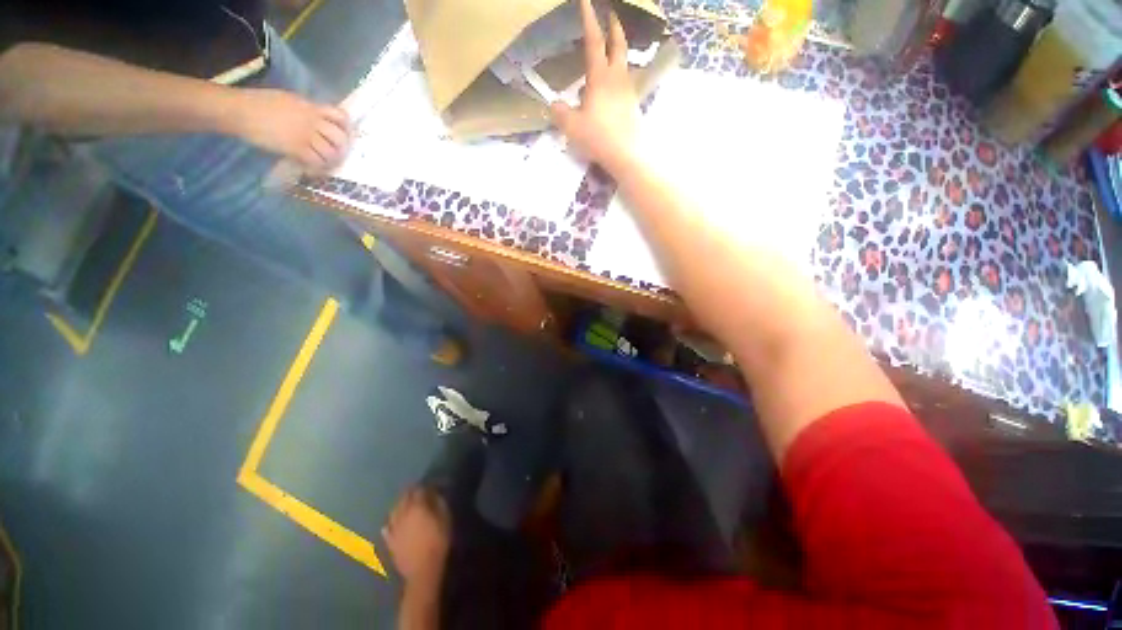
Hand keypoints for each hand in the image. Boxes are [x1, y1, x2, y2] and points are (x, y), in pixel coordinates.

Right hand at [232, 89, 350, 173]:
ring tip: (324, 163)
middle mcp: (312, 121)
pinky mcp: (295, 148)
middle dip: (342, 148)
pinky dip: (317, 168)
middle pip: (340, 137)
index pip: (340, 116)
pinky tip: (311, 168)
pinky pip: (316, 161)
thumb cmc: (260, 103)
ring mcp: (305, 135)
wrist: (240, 110)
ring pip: (331, 152)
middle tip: (336, 155)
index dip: (346, 128)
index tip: (345, 136)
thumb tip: (318, 120)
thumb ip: (307, 111)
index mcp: (311, 108)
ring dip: (330, 160)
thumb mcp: (290, 101)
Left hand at [382, 487, 450, 584]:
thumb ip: (439, 502)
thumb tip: (435, 493)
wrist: (423, 570)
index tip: (429, 485)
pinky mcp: (390, 542)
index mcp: (417, 506)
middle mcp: (402, 514)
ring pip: (393, 511)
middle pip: (403, 498)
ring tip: (404, 504)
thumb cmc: (438, 541)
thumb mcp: (445, 518)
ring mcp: (394, 528)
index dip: (423, 486)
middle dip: (409, 493)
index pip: (418, 490)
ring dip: (399, 505)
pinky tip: (391, 524)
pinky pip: (387, 529)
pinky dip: (390, 524)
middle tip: (416, 491)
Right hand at [549, 0, 638, 173]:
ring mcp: (628, 91)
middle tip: (610, 14)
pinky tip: (612, 89)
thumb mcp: (572, 127)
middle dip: (614, 27)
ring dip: (618, 51)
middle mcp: (617, 78)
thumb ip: (560, 113)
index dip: (588, 19)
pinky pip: (626, 83)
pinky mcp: (633, 106)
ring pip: (624, 63)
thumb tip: (554, 105)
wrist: (628, 155)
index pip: (594, 41)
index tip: (586, 1)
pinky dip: (619, 76)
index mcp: (600, 77)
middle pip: (618, 45)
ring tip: (609, 53)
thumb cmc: (599, 138)